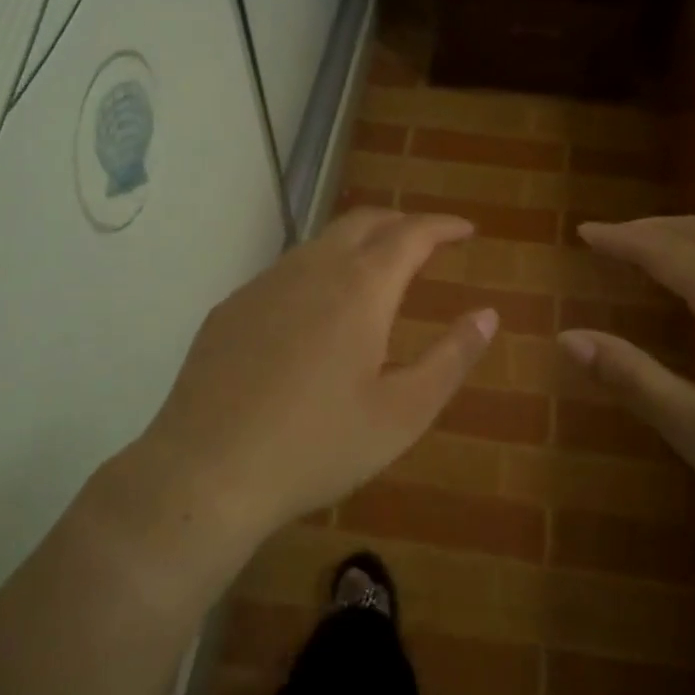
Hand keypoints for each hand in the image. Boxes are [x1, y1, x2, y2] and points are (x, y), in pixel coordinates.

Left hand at [140, 208, 496, 538]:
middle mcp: (311, 269)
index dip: (443, 226)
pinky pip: (286, 271)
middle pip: (363, 222)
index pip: (411, 234)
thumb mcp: (403, 413)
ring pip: (320, 242)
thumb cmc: (318, 446)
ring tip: (377, 272)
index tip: (466, 230)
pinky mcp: (231, 308)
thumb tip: (487, 314)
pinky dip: (319, 271)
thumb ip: (452, 358)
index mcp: (360, 288)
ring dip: (358, 244)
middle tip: (427, 242)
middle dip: (401, 223)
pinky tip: (316, 312)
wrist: (207, 472)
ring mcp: (264, 284)